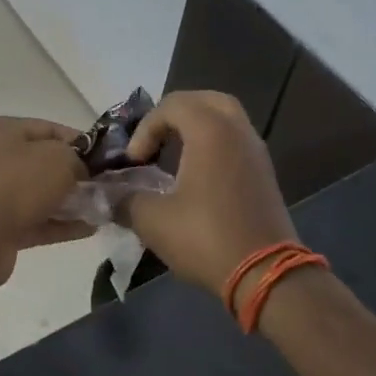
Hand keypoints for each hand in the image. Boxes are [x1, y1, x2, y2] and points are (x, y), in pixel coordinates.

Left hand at [0, 117, 92, 291]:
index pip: (45, 128)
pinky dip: (58, 223)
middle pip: (40, 162)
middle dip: (73, 173)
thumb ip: (76, 159)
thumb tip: (80, 170)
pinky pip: (33, 220)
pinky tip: (89, 229)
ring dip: (68, 201)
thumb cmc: (15, 185)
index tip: (103, 156)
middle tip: (103, 184)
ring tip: (101, 208)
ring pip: (37, 193)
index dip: (78, 141)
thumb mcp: (57, 159)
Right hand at [122, 91, 296, 298]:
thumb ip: (125, 200)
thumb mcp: (152, 220)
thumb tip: (108, 196)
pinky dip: (213, 144)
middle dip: (175, 114)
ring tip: (172, 155)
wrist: (266, 275)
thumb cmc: (206, 238)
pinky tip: (196, 174)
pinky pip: (236, 141)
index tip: (134, 162)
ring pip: (226, 119)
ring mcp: (256, 151)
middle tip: (156, 139)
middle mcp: (237, 131)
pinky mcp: (264, 174)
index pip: (172, 105)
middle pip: (205, 100)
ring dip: (196, 128)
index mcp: (210, 131)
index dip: (145, 129)